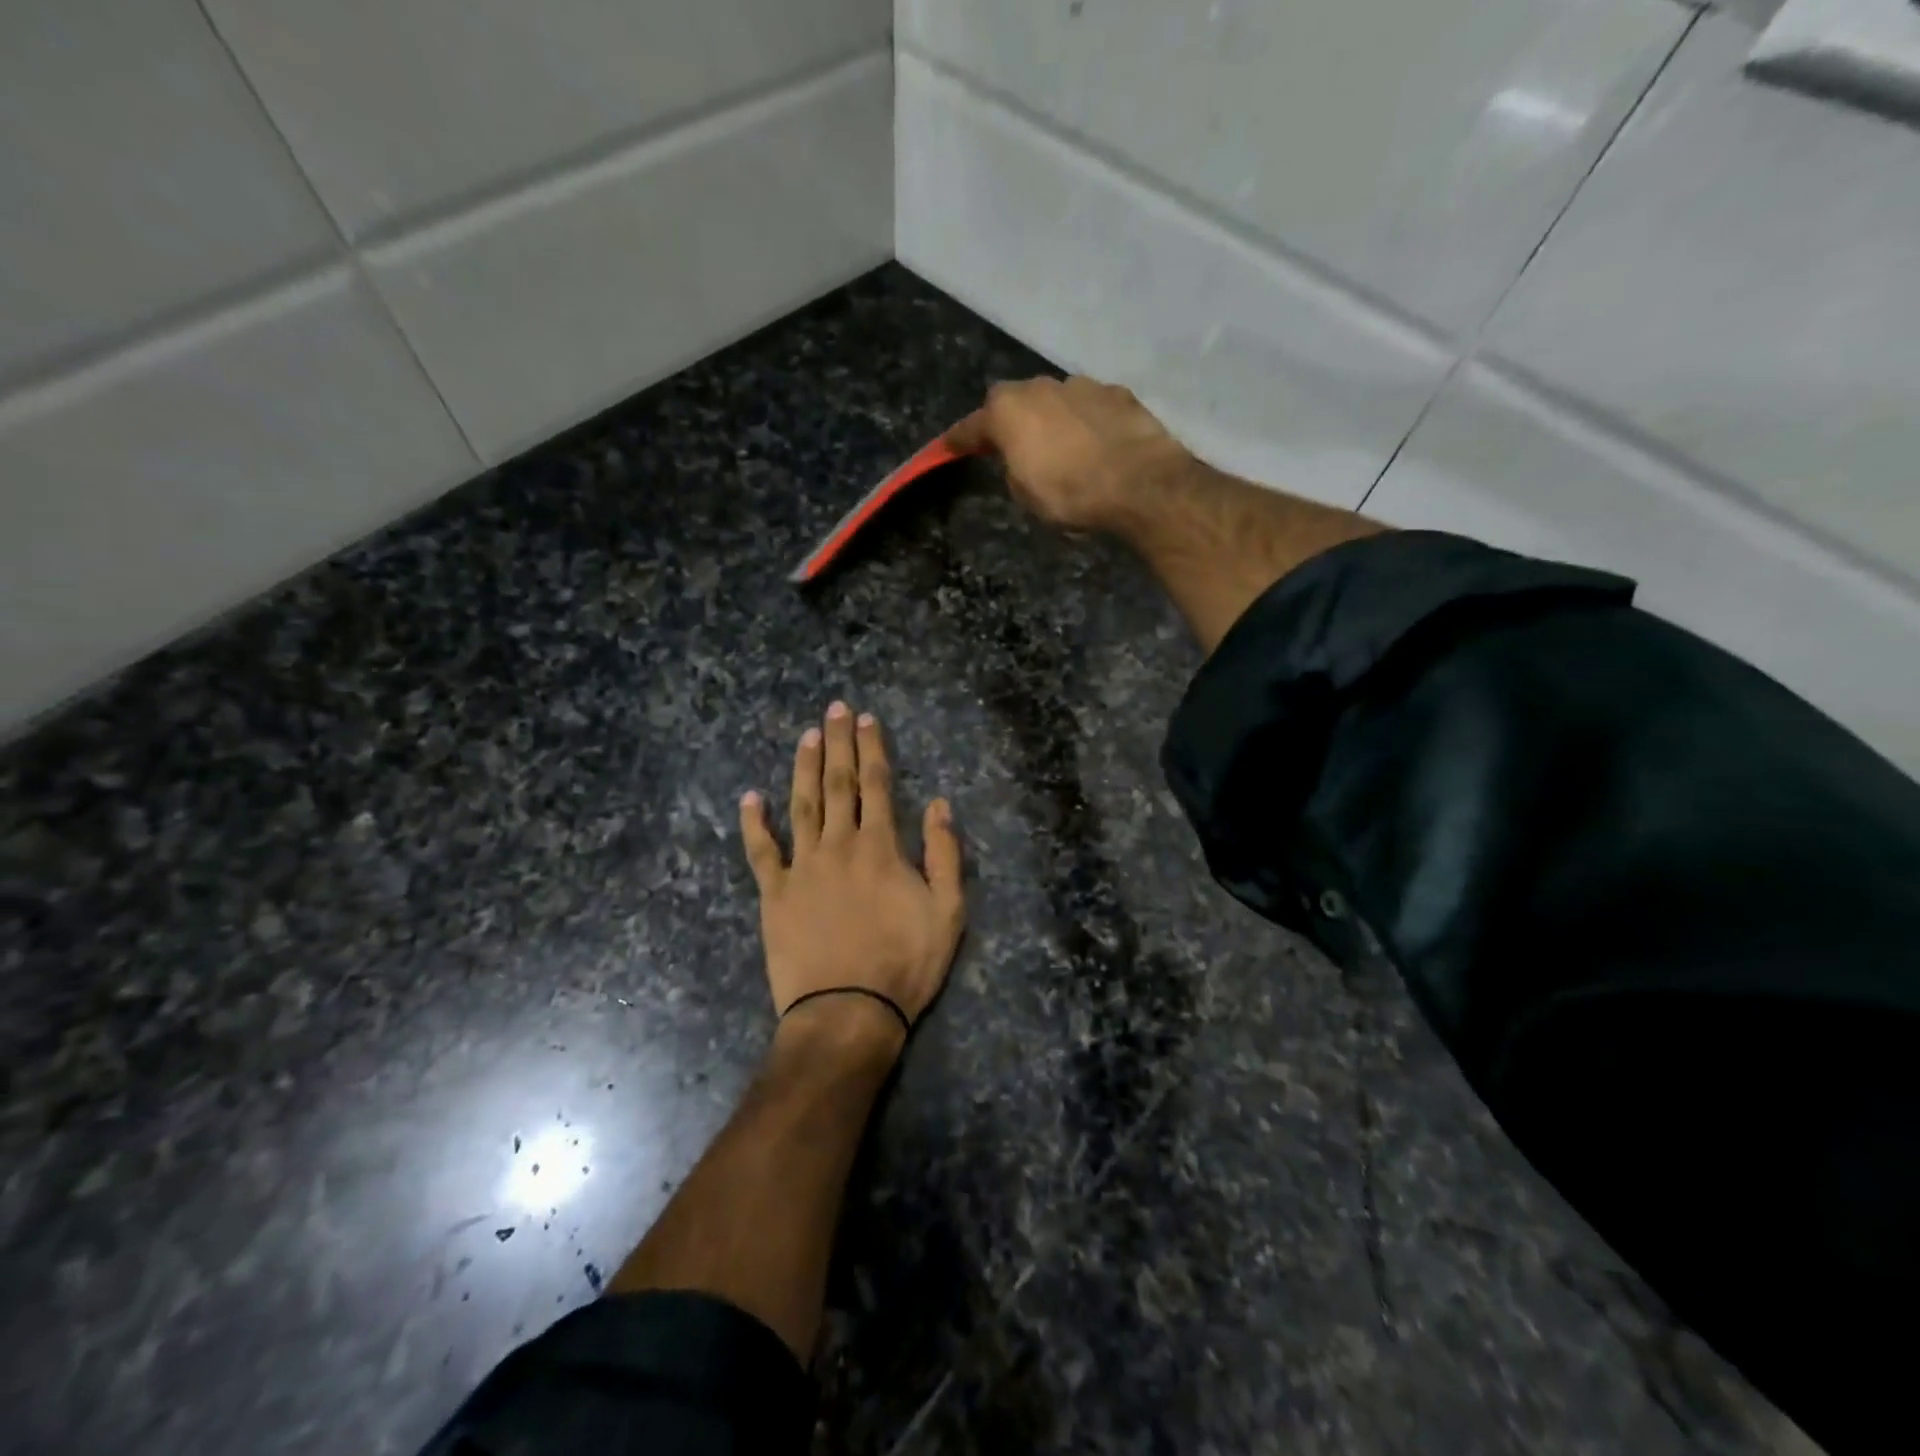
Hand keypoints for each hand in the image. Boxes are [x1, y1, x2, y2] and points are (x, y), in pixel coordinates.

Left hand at [740, 703, 965, 1051]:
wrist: (847, 1013)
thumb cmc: (904, 964)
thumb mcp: (948, 911)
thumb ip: (945, 854)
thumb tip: (939, 803)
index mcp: (880, 847)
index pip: (877, 785)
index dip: (873, 749)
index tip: (867, 719)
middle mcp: (839, 845)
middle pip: (838, 784)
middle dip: (839, 743)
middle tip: (835, 708)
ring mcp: (802, 868)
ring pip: (801, 806)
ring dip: (803, 768)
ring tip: (807, 736)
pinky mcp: (773, 894)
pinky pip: (760, 852)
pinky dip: (754, 824)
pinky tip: (750, 797)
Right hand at [944, 375, 1190, 533]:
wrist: (1139, 483)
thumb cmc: (1069, 493)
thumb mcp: (1025, 494)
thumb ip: (1013, 467)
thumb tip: (1021, 457)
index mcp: (1007, 410)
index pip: (972, 426)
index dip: (959, 440)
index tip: (947, 447)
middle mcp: (1040, 386)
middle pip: (1015, 403)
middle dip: (1012, 422)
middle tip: (1014, 447)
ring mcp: (1081, 385)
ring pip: (1055, 400)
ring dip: (1053, 419)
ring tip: (1062, 449)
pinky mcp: (1117, 393)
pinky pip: (1090, 407)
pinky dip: (1087, 422)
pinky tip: (1096, 444)